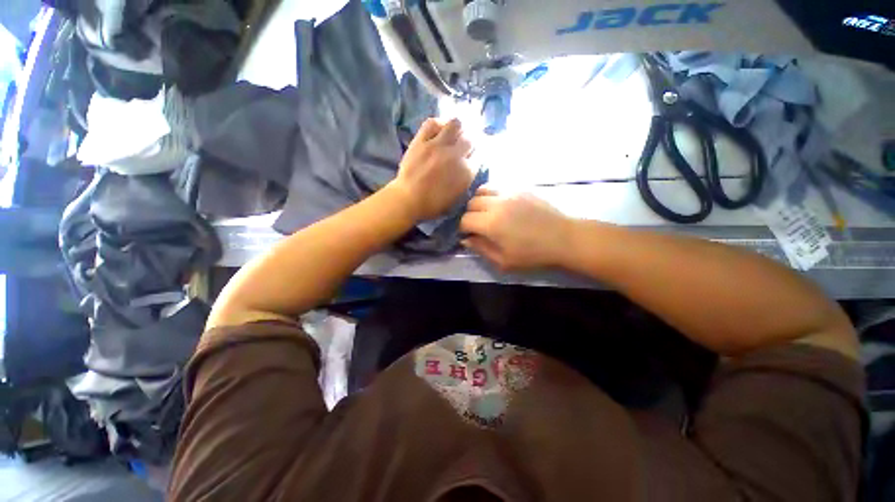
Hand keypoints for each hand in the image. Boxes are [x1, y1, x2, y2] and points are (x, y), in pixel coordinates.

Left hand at [391, 118, 474, 220]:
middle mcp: (455, 155)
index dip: (477, 154)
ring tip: (453, 133)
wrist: (408, 200)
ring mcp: (438, 145)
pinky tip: (439, 128)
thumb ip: (465, 180)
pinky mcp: (421, 140)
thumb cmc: (433, 204)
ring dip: (458, 128)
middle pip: (470, 138)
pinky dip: (438, 123)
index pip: (480, 155)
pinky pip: (432, 123)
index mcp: (466, 172)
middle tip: (464, 144)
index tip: (473, 155)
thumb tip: (469, 167)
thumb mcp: (456, 197)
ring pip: (455, 124)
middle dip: (470, 141)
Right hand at [459, 189, 573, 271]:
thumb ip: (481, 249)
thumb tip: (466, 240)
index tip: (468, 235)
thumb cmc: (533, 254)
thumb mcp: (504, 261)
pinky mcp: (520, 187)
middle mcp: (496, 203)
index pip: (465, 220)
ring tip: (486, 211)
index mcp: (491, 223)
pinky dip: (492, 194)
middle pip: (471, 203)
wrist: (564, 238)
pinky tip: (501, 205)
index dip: (463, 229)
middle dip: (469, 214)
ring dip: (479, 201)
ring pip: (482, 189)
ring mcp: (509, 192)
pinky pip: (498, 186)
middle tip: (477, 225)